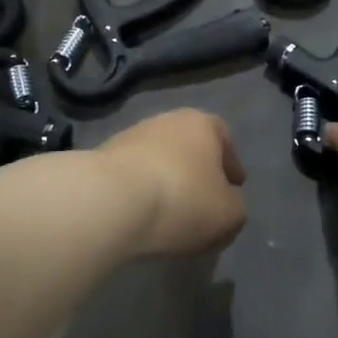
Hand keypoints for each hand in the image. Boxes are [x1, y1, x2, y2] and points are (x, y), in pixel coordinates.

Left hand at [96, 109, 247, 258]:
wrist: (109, 202)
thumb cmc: (181, 200)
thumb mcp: (229, 214)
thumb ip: (235, 206)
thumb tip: (225, 202)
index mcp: (202, 124)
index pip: (223, 138)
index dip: (231, 165)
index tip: (233, 189)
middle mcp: (166, 121)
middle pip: (188, 148)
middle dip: (197, 173)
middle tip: (202, 204)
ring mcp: (129, 137)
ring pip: (158, 161)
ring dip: (166, 183)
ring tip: (170, 216)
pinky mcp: (101, 160)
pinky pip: (132, 178)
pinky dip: (140, 194)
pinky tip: (142, 217)